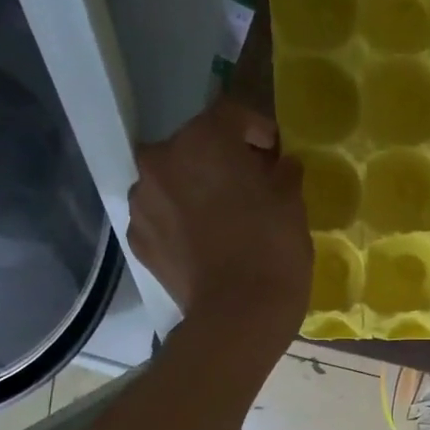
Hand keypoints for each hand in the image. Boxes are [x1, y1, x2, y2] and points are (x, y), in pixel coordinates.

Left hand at [127, 95, 310, 349]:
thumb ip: (283, 173)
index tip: (274, 150)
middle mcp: (161, 159)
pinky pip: (162, 215)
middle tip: (250, 183)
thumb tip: (280, 165)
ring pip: (172, 179)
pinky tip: (205, 241)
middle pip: (195, 145)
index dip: (257, 128)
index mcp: (204, 140)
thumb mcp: (292, 204)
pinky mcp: (137, 237)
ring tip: (223, 215)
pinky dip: (181, 219)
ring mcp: (142, 200)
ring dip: (196, 187)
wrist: (238, 316)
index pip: (231, 114)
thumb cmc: (273, 250)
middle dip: (222, 158)